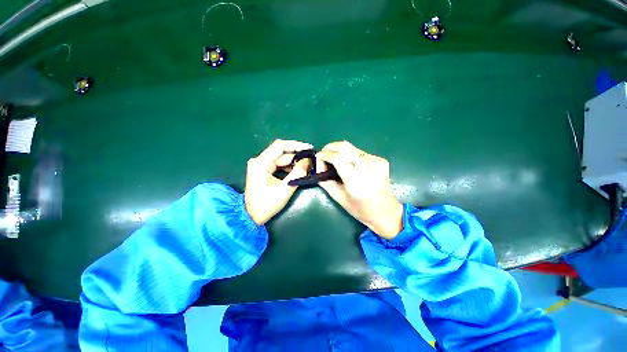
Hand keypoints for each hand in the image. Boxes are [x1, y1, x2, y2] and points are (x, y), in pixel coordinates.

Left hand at [245, 139, 312, 224]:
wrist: (251, 216)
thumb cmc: (266, 204)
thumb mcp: (284, 189)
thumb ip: (297, 174)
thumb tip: (308, 162)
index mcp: (260, 163)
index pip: (279, 146)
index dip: (296, 145)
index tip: (309, 148)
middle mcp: (259, 160)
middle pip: (281, 152)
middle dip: (297, 155)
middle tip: (311, 159)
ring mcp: (261, 165)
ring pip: (281, 158)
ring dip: (294, 161)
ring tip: (307, 165)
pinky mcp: (263, 170)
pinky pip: (279, 164)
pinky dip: (289, 166)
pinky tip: (298, 170)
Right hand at [316, 141, 402, 238]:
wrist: (386, 211)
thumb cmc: (360, 209)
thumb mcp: (339, 198)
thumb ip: (326, 182)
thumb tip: (318, 167)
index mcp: (357, 182)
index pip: (338, 158)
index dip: (325, 154)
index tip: (318, 156)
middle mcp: (368, 168)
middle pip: (345, 147)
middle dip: (330, 147)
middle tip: (323, 153)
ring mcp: (377, 162)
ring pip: (352, 148)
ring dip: (340, 150)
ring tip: (333, 158)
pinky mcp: (381, 160)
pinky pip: (360, 152)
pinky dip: (350, 155)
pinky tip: (349, 163)